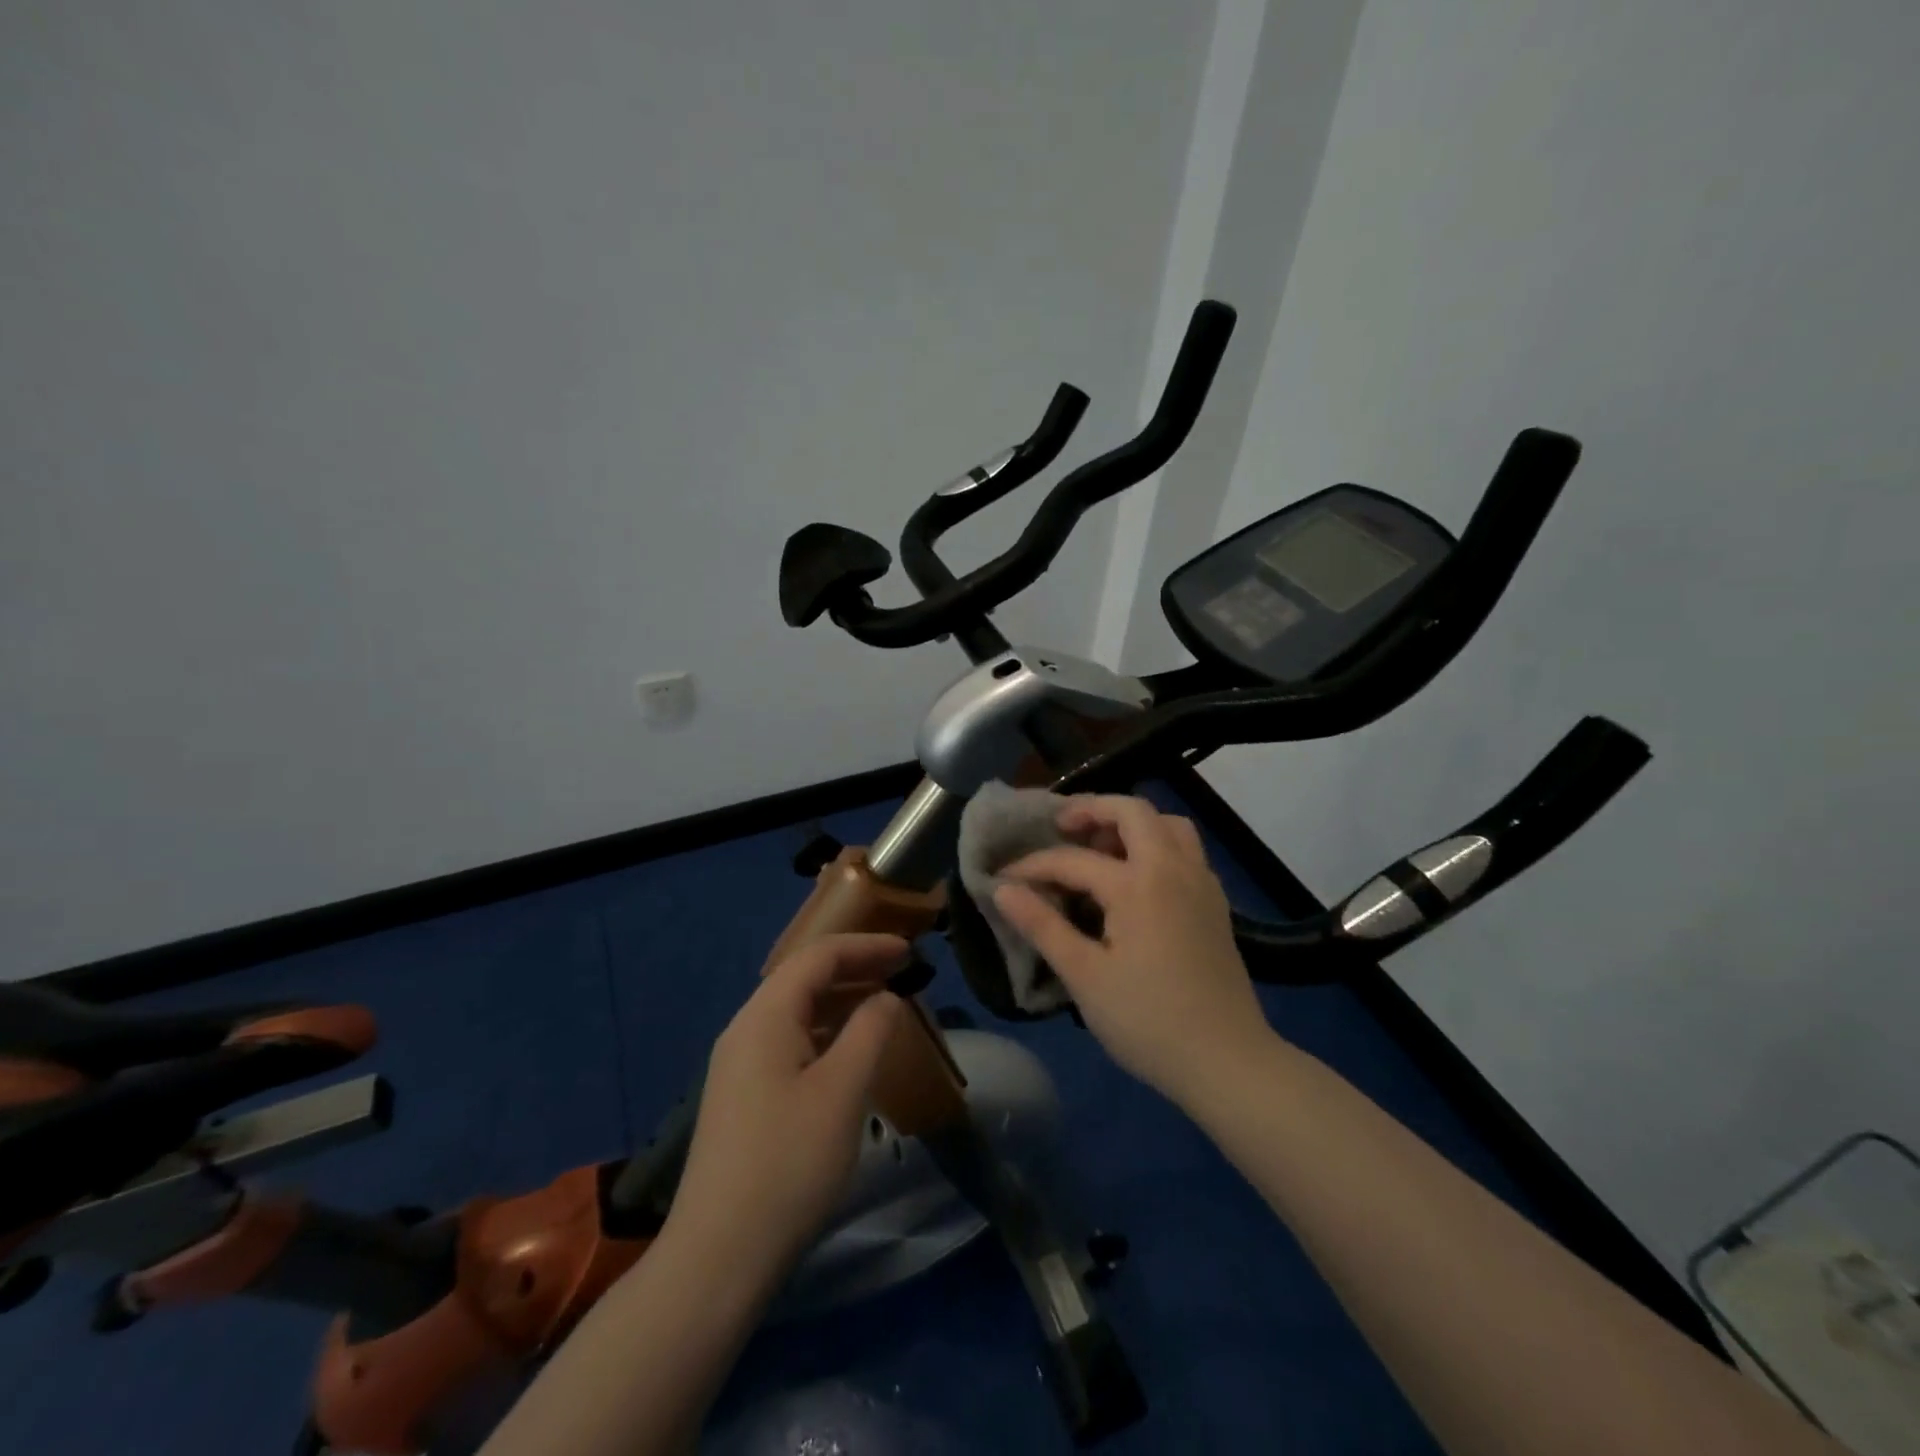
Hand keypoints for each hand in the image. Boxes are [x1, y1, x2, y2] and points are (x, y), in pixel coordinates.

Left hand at [666, 934, 906, 1278]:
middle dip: (854, 968)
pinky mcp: (743, 1097)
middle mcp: (746, 1030)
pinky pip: (790, 1043)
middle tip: (902, 973)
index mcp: (765, 1017)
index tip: (909, 951)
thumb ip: (870, 1031)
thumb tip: (886, 998)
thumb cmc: (788, 1164)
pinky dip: (826, 1033)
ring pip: (797, 1012)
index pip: (818, 957)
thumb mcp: (842, 1091)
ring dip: (841, 1001)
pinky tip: (850, 1052)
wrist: (718, 1257)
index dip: (866, 946)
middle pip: (803, 979)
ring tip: (884, 1005)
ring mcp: (740, 1066)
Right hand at [994, 794, 1274, 1108]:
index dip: (1033, 866)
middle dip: (1092, 810)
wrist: (1228, 1062)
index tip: (1003, 878)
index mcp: (1138, 884)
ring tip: (1100, 849)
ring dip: (1131, 824)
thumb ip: (1042, 926)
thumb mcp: (1084, 977)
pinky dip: (1156, 844)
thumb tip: (1002, 889)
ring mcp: (1201, 883)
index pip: (1073, 859)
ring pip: (1168, 825)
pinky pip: (1185, 850)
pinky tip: (1137, 880)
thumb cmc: (1148, 1021)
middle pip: (1133, 811)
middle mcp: (1174, 868)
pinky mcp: (1215, 903)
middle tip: (1060, 828)